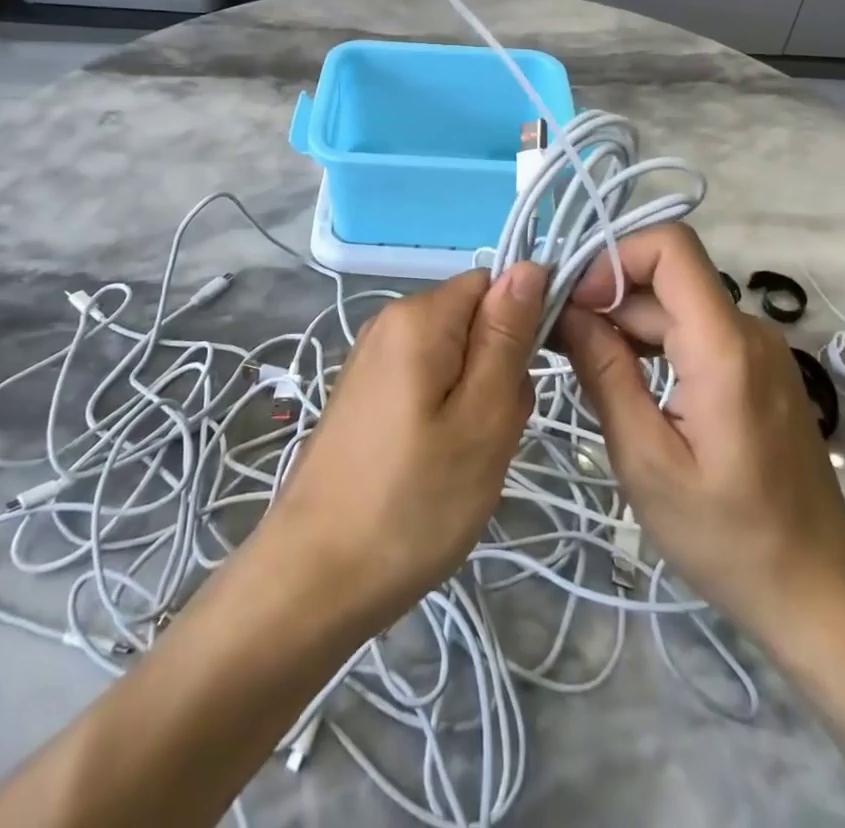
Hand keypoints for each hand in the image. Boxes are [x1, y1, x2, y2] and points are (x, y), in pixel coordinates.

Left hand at [262, 264, 544, 632]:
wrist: (315, 578)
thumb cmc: (412, 502)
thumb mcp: (482, 419)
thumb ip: (507, 337)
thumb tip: (529, 266)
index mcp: (418, 316)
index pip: (494, 285)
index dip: (522, 325)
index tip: (524, 385)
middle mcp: (389, 322)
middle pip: (473, 323)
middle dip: (498, 371)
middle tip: (490, 436)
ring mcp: (372, 360)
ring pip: (454, 359)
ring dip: (475, 401)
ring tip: (465, 460)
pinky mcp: (365, 395)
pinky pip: (426, 385)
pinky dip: (445, 417)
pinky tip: (437, 466)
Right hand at [554, 224, 844, 641]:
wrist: (819, 593)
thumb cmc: (728, 537)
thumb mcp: (646, 460)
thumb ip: (605, 374)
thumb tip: (567, 312)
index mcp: (723, 346)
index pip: (670, 247)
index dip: (614, 259)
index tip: (575, 304)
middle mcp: (747, 331)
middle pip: (665, 279)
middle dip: (606, 298)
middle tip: (559, 343)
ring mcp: (757, 349)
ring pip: (676, 305)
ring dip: (625, 323)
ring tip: (584, 365)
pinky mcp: (756, 369)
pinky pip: (695, 331)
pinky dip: (652, 342)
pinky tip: (625, 380)